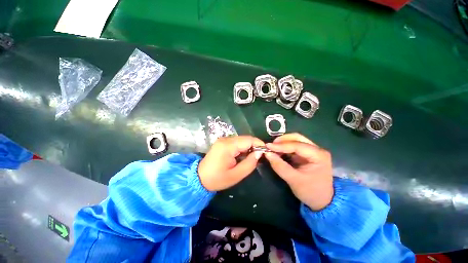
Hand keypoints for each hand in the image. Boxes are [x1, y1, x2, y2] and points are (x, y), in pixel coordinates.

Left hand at [198, 136, 264, 190]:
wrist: (199, 178)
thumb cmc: (217, 179)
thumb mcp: (236, 175)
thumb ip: (250, 163)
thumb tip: (259, 153)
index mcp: (228, 146)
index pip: (248, 140)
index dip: (259, 144)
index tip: (266, 152)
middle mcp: (225, 139)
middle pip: (245, 138)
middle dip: (254, 146)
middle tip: (259, 157)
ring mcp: (223, 140)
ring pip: (241, 140)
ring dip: (248, 147)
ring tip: (251, 158)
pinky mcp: (222, 142)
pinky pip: (236, 142)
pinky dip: (242, 148)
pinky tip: (243, 156)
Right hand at [264, 133, 333, 210]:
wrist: (322, 201)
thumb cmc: (310, 192)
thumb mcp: (294, 180)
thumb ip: (280, 166)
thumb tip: (267, 154)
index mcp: (318, 155)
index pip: (297, 145)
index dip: (281, 145)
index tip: (268, 146)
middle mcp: (317, 150)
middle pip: (297, 138)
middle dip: (282, 140)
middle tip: (271, 146)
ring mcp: (312, 151)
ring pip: (295, 140)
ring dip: (283, 143)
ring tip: (272, 149)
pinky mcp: (307, 154)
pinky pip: (294, 146)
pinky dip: (284, 148)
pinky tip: (278, 152)